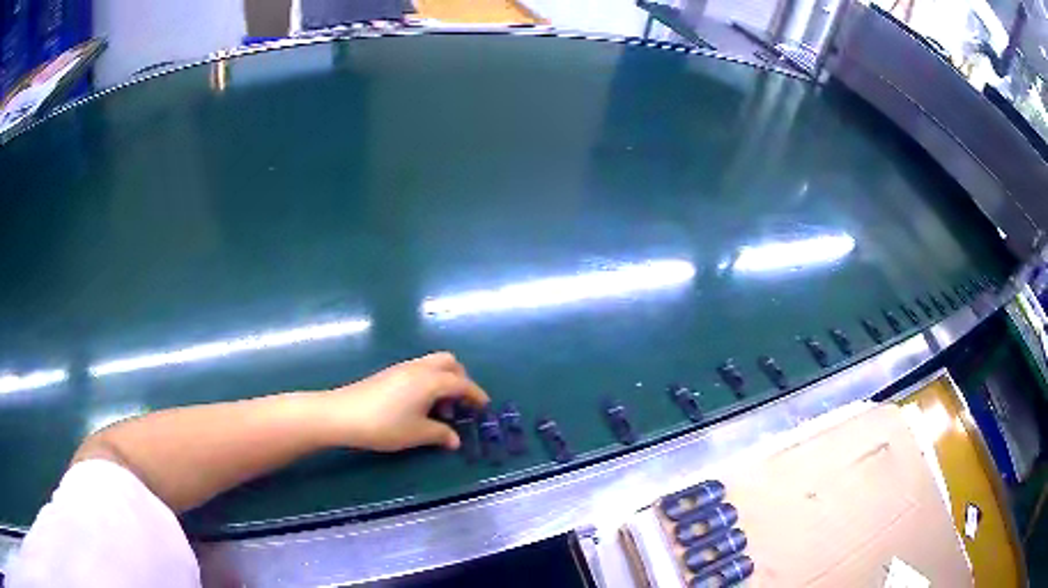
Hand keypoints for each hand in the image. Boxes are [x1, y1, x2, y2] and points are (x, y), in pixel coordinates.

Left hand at [322, 352, 489, 451]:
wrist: (342, 414)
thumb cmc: (384, 425)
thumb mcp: (417, 434)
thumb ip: (440, 435)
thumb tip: (455, 440)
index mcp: (431, 380)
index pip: (462, 383)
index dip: (476, 395)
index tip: (484, 407)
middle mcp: (419, 368)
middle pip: (449, 362)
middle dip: (461, 379)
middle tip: (461, 404)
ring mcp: (402, 368)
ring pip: (433, 365)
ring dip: (444, 381)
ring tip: (439, 410)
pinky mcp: (389, 374)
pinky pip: (419, 370)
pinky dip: (429, 382)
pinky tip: (420, 405)